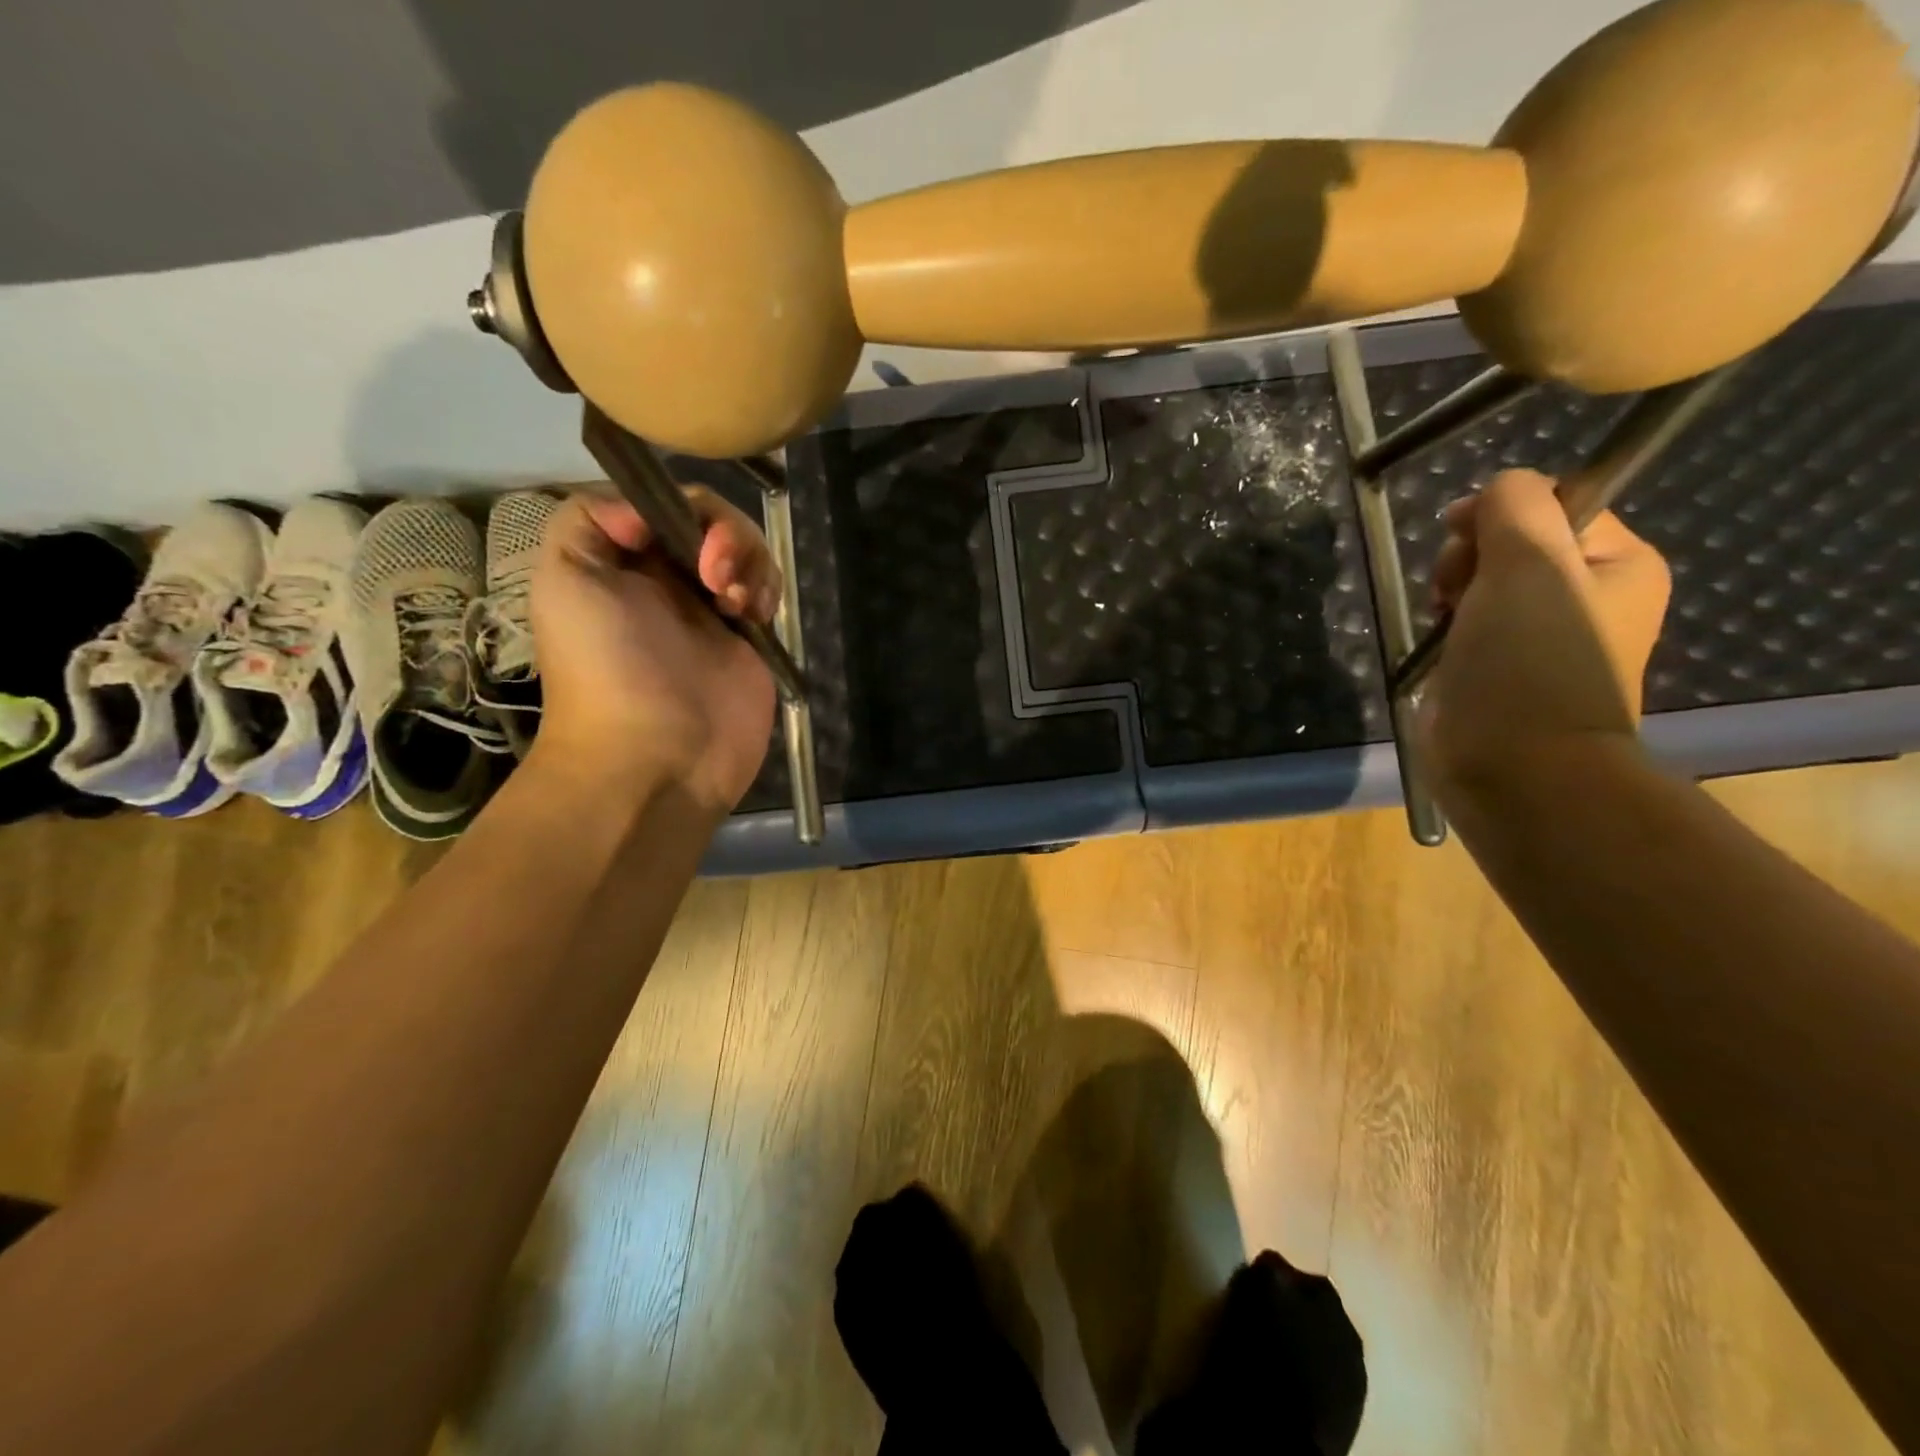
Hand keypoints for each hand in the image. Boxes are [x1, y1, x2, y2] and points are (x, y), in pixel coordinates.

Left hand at [528, 487, 779, 816]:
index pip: (663, 505)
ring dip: (749, 561)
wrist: (658, 756)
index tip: (686, 541)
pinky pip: (768, 589)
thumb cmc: (607, 669)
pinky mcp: (750, 639)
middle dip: (725, 535)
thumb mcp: (564, 578)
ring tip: (736, 603)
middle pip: (712, 522)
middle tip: (715, 576)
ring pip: (747, 551)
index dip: (682, 508)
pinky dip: (768, 589)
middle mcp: (668, 580)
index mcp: (622, 561)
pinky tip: (754, 615)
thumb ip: (591, 518)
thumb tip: (648, 513)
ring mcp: (713, 610)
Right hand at [1418, 469, 1671, 801]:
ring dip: (1451, 589)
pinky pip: (1466, 621)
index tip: (1461, 534)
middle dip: (1468, 556)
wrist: (1513, 764)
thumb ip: (1514, 506)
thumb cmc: (1529, 661)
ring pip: (1481, 581)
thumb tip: (1495, 489)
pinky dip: (1445, 624)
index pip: (1553, 504)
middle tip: (1454, 588)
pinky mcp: (1498, 666)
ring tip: (1443, 617)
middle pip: (1511, 542)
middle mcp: (1586, 595)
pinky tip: (1438, 641)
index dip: (1501, 512)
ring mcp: (1539, 635)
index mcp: (1618, 564)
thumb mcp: (1529, 563)